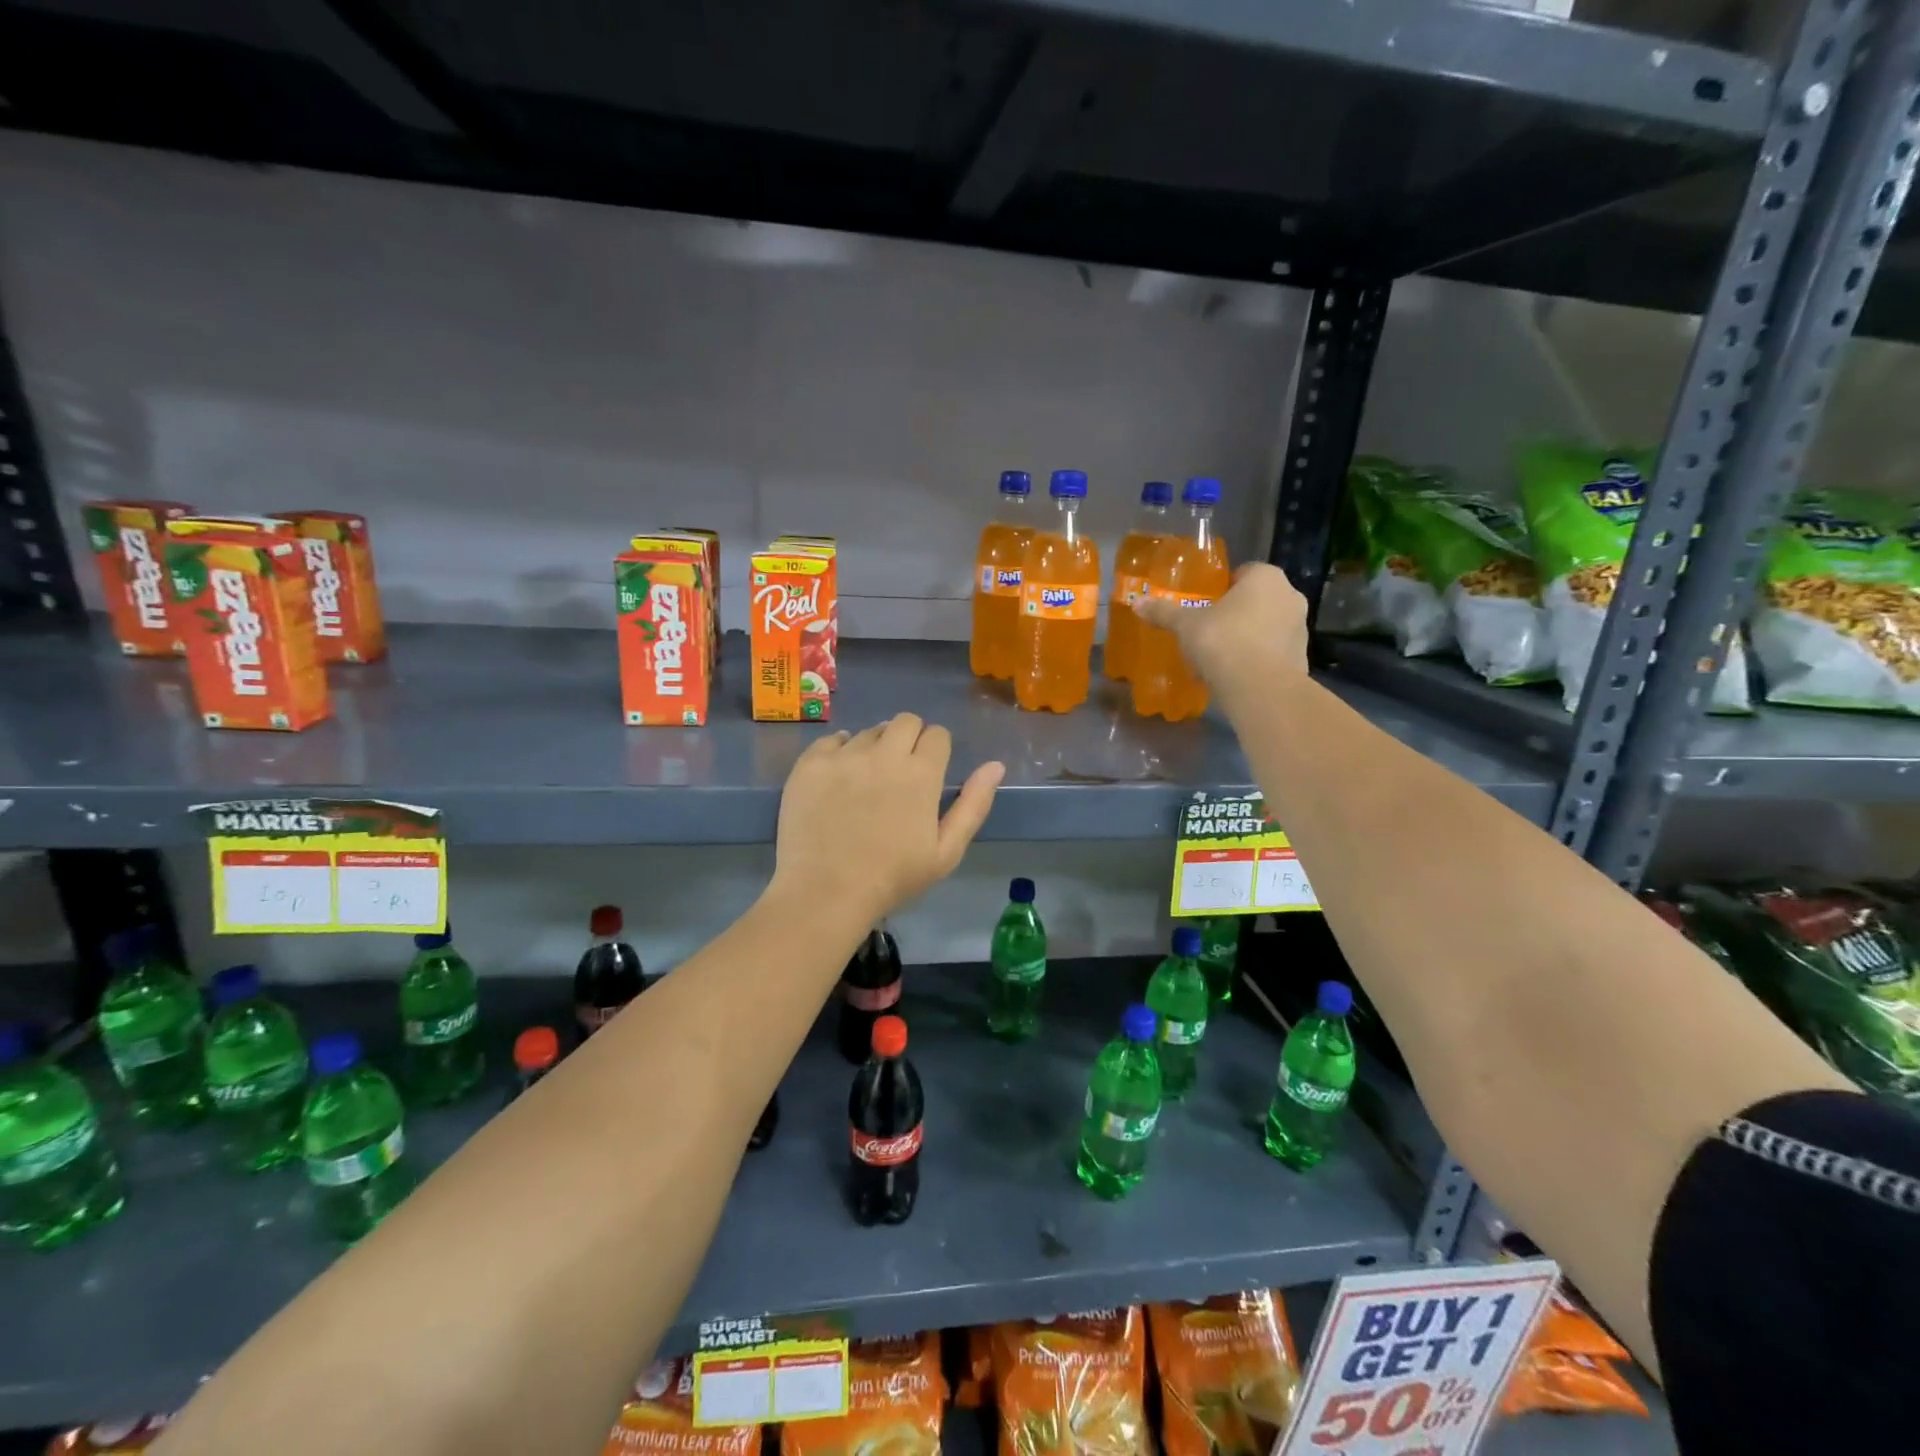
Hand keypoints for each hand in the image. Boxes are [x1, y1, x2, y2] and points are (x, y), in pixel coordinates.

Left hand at [771, 714, 1003, 923]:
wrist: (825, 894)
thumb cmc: (892, 879)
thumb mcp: (946, 852)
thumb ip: (973, 805)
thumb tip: (995, 765)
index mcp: (921, 773)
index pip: (937, 734)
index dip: (936, 750)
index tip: (928, 774)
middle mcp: (884, 753)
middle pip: (905, 721)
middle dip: (909, 738)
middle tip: (900, 773)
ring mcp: (843, 756)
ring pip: (868, 731)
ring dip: (875, 747)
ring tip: (866, 782)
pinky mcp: (810, 764)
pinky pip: (831, 740)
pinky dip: (839, 752)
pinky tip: (838, 778)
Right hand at [1133, 562, 1308, 706]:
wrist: (1260, 688)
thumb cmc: (1223, 641)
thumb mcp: (1186, 625)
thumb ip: (1164, 612)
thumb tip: (1137, 603)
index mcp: (1266, 578)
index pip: (1243, 572)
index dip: (1222, 588)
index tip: (1204, 605)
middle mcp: (1289, 597)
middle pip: (1257, 600)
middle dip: (1236, 613)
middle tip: (1208, 630)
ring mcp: (1300, 629)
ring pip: (1267, 627)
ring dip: (1248, 637)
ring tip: (1219, 656)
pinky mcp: (1301, 660)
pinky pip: (1272, 653)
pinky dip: (1257, 660)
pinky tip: (1234, 675)